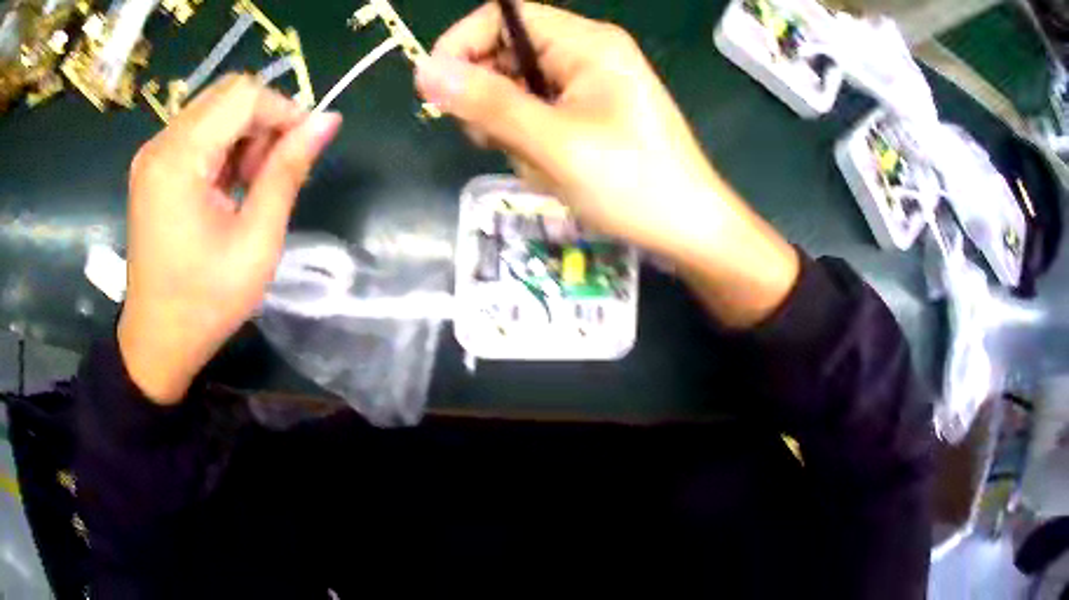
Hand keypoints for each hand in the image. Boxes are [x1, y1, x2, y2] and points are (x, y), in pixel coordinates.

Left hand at [118, 75, 341, 403]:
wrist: (158, 340)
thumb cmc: (206, 301)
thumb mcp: (257, 241)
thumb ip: (288, 171)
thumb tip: (327, 120)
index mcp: (179, 160)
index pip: (243, 96)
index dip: (282, 111)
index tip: (303, 149)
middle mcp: (160, 144)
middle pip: (227, 94)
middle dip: (262, 121)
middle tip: (271, 171)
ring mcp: (152, 154)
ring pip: (214, 108)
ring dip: (243, 134)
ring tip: (248, 185)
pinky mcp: (152, 167)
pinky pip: (197, 131)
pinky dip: (223, 146)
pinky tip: (227, 187)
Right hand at [416, 2, 798, 326]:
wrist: (689, 230)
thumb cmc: (633, 184)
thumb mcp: (555, 143)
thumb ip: (489, 103)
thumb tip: (424, 70)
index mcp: (586, 42)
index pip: (503, 17)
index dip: (462, 45)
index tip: (437, 91)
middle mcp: (585, 52)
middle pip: (505, 52)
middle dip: (487, 96)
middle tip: (491, 139)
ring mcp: (587, 83)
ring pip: (515, 88)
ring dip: (508, 126)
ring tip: (533, 162)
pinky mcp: (588, 111)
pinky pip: (535, 113)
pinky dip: (528, 140)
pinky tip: (546, 168)